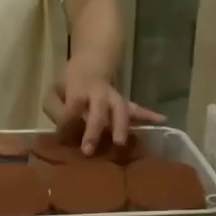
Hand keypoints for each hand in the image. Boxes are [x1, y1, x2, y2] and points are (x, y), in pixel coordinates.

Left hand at [43, 65, 163, 155]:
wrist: (91, 64)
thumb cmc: (69, 86)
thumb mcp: (53, 92)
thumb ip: (55, 107)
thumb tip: (63, 128)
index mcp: (78, 91)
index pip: (72, 107)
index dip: (66, 121)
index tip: (61, 137)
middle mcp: (98, 94)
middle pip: (98, 111)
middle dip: (93, 130)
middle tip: (88, 150)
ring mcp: (113, 98)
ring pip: (120, 110)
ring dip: (121, 126)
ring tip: (121, 142)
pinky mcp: (123, 104)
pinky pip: (137, 109)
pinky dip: (149, 115)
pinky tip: (162, 119)